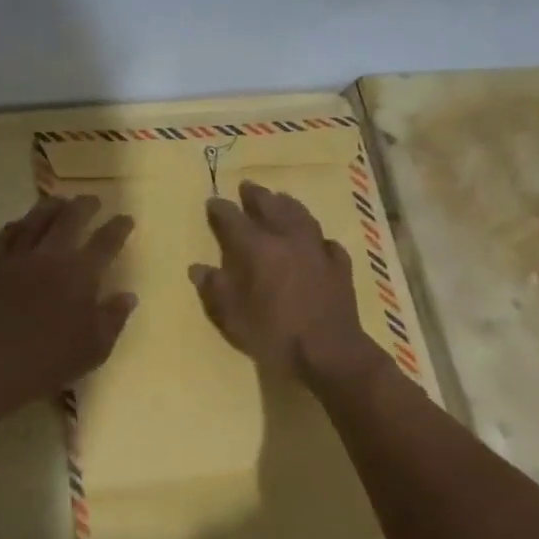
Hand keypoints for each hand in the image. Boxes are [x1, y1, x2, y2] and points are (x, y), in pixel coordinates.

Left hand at [0, 193, 136, 419]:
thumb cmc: (50, 361)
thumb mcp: (95, 348)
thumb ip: (114, 317)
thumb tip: (128, 295)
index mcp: (81, 273)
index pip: (107, 240)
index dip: (119, 226)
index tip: (126, 218)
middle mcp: (51, 255)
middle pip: (71, 217)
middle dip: (85, 205)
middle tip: (93, 201)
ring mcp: (19, 256)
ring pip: (37, 218)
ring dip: (52, 206)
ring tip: (60, 202)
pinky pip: (7, 234)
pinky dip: (18, 224)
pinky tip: (21, 223)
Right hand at [190, 181, 373, 379]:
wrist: (328, 352)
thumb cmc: (273, 333)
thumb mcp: (232, 316)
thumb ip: (214, 288)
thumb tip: (198, 268)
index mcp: (257, 248)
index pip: (233, 219)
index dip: (220, 210)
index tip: (212, 202)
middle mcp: (287, 239)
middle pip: (270, 207)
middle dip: (256, 196)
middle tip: (247, 186)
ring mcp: (317, 250)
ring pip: (302, 216)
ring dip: (288, 205)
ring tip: (281, 199)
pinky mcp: (339, 267)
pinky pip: (327, 243)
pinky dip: (317, 238)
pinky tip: (317, 241)